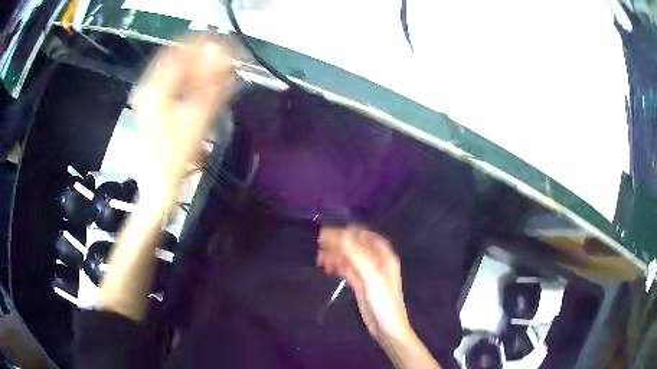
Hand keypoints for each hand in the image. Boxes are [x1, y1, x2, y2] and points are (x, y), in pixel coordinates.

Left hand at [133, 35, 233, 205]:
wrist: (156, 186)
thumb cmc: (174, 158)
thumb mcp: (197, 121)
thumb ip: (213, 86)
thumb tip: (227, 56)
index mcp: (155, 88)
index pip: (180, 50)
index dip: (204, 43)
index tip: (226, 43)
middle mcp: (148, 86)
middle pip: (177, 56)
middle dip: (203, 54)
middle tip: (226, 58)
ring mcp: (148, 95)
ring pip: (175, 68)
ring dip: (198, 66)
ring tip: (219, 70)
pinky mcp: (152, 104)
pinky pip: (172, 81)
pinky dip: (189, 78)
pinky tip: (204, 84)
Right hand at [317, 226, 411, 341]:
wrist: (387, 328)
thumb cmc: (384, 302)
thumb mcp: (372, 278)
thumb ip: (358, 257)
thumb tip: (341, 236)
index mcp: (384, 256)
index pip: (364, 236)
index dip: (347, 232)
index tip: (328, 233)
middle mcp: (376, 261)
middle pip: (354, 245)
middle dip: (338, 244)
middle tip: (319, 245)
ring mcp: (367, 272)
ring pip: (349, 257)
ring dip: (335, 255)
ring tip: (319, 258)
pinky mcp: (360, 283)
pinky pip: (346, 269)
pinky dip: (337, 266)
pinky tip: (326, 267)